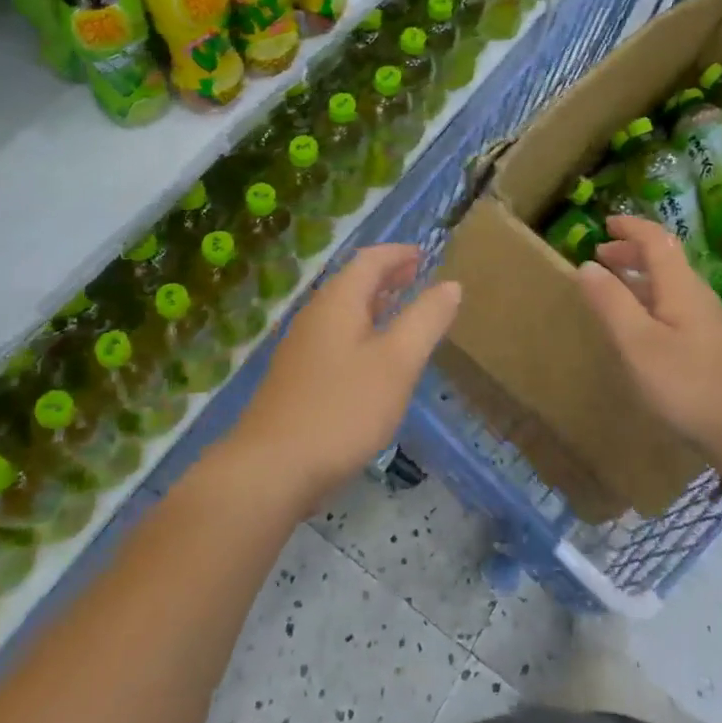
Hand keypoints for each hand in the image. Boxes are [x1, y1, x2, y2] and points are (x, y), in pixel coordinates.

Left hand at [227, 244, 461, 507]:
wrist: (270, 469)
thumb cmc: (342, 409)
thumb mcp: (397, 363)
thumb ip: (425, 320)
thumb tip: (451, 285)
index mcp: (338, 302)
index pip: (370, 260)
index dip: (398, 253)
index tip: (424, 255)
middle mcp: (315, 315)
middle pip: (352, 282)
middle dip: (386, 276)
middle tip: (416, 277)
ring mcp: (301, 348)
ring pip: (342, 311)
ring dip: (373, 304)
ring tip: (401, 313)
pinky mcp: (296, 379)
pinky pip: (334, 338)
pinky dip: (360, 331)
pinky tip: (372, 361)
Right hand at [576, 216, 721, 468]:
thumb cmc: (690, 384)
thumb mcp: (639, 343)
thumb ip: (611, 303)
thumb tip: (587, 265)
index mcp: (680, 286)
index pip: (656, 239)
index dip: (631, 227)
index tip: (605, 223)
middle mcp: (697, 296)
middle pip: (665, 260)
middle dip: (631, 252)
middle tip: (601, 256)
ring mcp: (709, 323)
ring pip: (670, 285)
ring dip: (640, 278)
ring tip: (613, 290)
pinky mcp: (713, 348)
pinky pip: (675, 308)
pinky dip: (650, 303)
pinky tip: (641, 330)